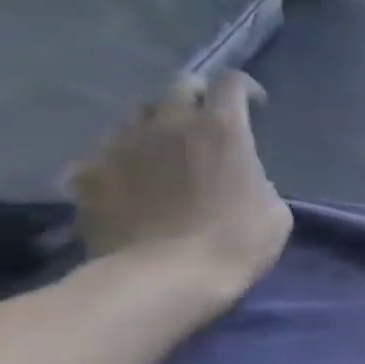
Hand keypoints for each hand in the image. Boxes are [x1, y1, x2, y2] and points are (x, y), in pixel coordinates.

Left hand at [68, 72, 291, 301]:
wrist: (162, 280)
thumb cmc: (235, 244)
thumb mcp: (275, 212)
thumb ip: (259, 181)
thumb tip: (243, 179)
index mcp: (222, 129)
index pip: (232, 83)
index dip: (245, 89)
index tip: (254, 106)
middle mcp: (170, 124)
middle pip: (180, 86)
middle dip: (196, 97)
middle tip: (205, 123)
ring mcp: (123, 146)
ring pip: (137, 115)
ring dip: (155, 125)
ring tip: (162, 150)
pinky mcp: (89, 174)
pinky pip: (103, 153)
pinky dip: (119, 160)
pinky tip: (127, 183)